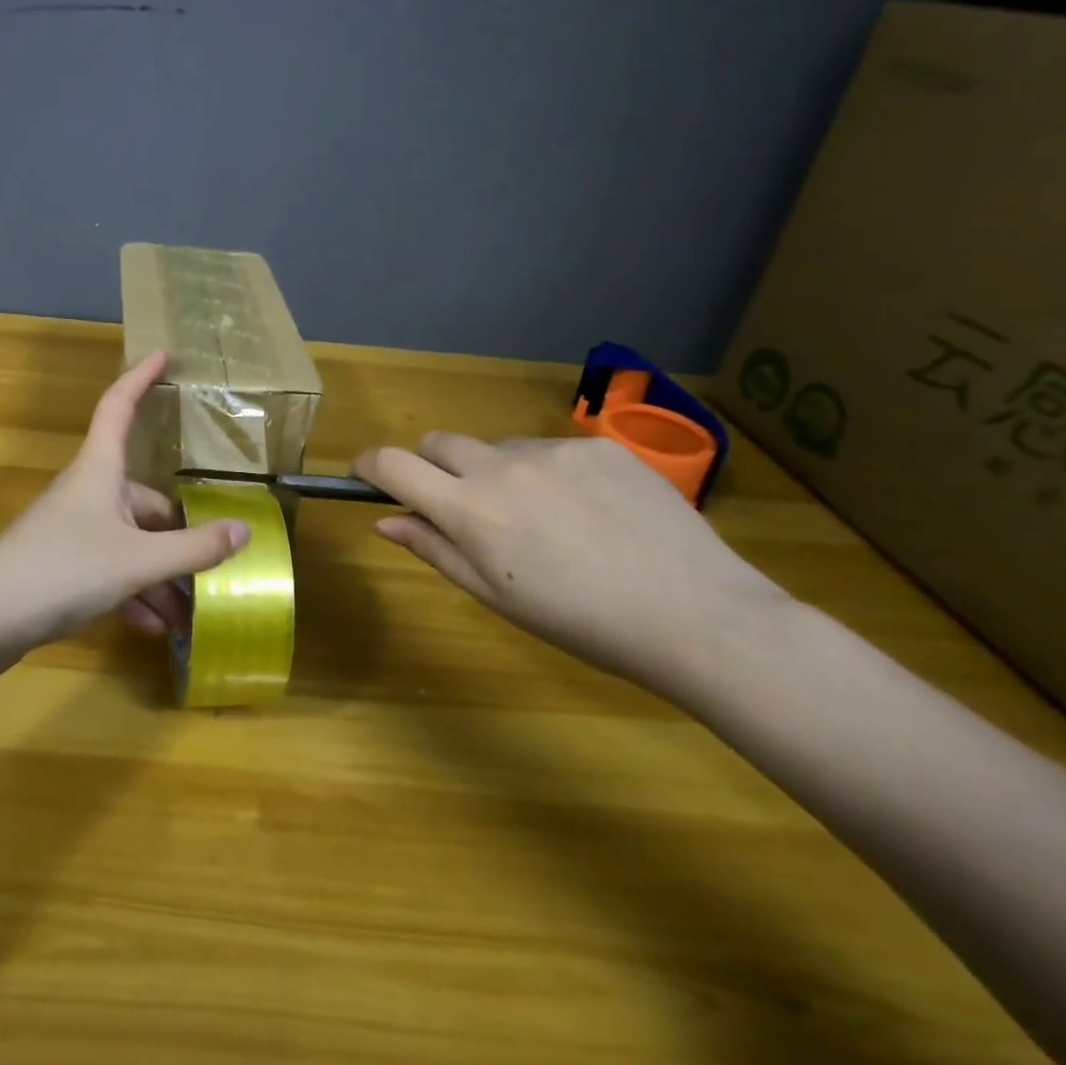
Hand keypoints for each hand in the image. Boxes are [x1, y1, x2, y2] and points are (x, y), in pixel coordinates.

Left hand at [0, 350, 248, 663]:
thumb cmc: (64, 570)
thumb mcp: (139, 560)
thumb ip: (194, 548)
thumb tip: (244, 530)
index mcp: (101, 470)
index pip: (119, 406)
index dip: (140, 377)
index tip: (164, 353)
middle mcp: (88, 492)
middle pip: (144, 498)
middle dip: (178, 535)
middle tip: (212, 565)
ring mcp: (72, 529)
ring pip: (130, 541)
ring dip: (159, 574)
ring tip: (186, 614)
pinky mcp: (61, 565)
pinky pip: (110, 569)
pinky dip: (133, 592)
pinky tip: (151, 626)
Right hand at [354, 434, 791, 693]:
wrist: (697, 616)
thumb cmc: (581, 622)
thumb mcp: (495, 595)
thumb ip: (434, 548)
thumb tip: (385, 519)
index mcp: (469, 510)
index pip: (392, 464)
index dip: (369, 465)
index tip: (368, 477)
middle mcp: (501, 467)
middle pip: (438, 442)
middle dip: (432, 466)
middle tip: (462, 507)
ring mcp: (553, 451)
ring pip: (497, 447)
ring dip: (495, 472)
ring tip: (541, 519)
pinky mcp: (599, 446)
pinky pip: (550, 449)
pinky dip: (547, 473)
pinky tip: (587, 511)